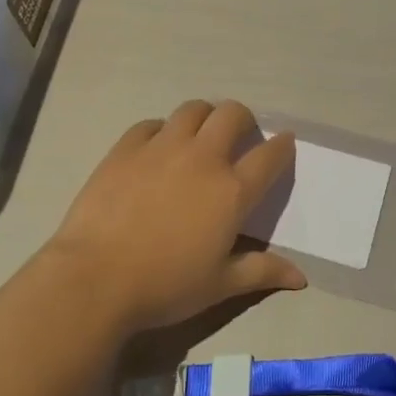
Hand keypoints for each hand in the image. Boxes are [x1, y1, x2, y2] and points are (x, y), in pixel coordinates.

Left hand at [46, 100, 306, 334]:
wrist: (94, 280)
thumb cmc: (165, 286)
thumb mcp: (220, 286)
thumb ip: (262, 272)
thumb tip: (301, 278)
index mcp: (232, 191)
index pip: (270, 155)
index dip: (282, 145)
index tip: (284, 143)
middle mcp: (202, 158)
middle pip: (232, 114)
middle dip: (243, 119)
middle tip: (239, 136)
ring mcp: (162, 148)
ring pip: (193, 109)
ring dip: (204, 117)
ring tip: (199, 135)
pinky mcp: (126, 148)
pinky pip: (151, 124)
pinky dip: (161, 130)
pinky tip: (156, 149)